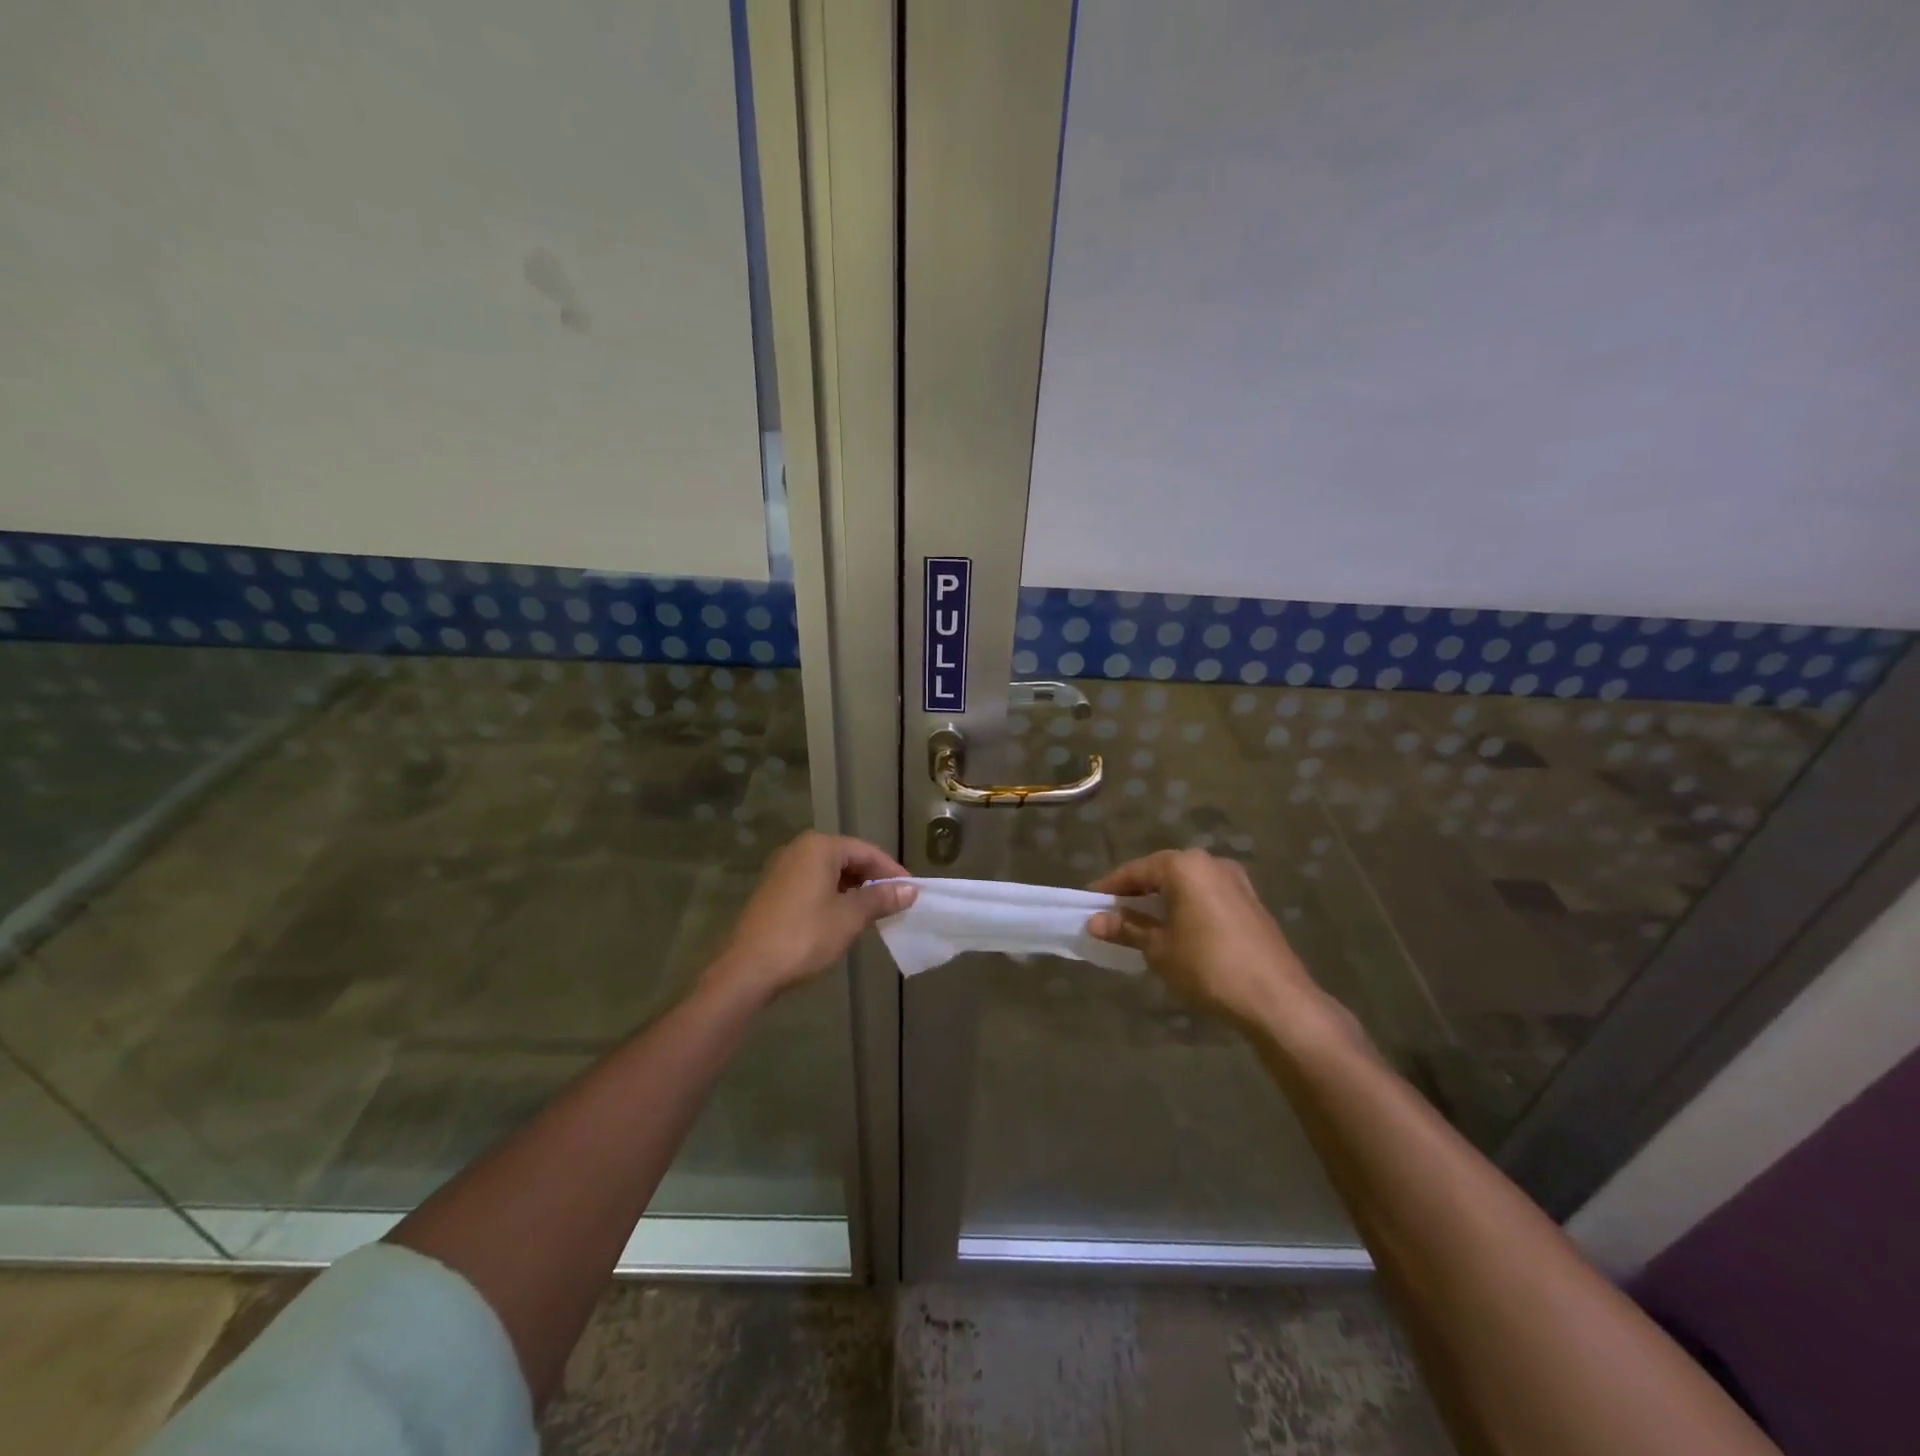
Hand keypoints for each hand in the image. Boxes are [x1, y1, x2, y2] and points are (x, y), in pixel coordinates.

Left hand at [702, 832, 914, 1008]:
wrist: (747, 970)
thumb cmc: (804, 936)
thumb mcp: (849, 918)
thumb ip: (881, 899)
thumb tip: (910, 889)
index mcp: (819, 847)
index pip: (866, 851)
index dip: (892, 871)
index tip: (911, 892)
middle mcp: (799, 850)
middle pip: (847, 857)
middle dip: (873, 879)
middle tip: (895, 902)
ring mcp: (783, 869)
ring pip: (829, 872)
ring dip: (854, 889)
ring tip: (874, 912)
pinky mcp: (774, 890)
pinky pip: (813, 883)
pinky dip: (833, 895)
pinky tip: (844, 917)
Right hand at [1087, 849, 1337, 1033]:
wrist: (1276, 998)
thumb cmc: (1207, 966)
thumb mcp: (1159, 948)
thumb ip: (1127, 928)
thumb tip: (1094, 922)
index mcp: (1185, 865)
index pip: (1136, 870)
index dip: (1110, 887)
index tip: (1090, 901)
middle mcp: (1211, 863)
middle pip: (1163, 873)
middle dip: (1137, 893)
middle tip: (1113, 913)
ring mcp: (1236, 882)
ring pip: (1187, 885)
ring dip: (1163, 901)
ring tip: (1142, 924)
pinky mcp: (1251, 903)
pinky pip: (1207, 897)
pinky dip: (1187, 908)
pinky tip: (1178, 931)